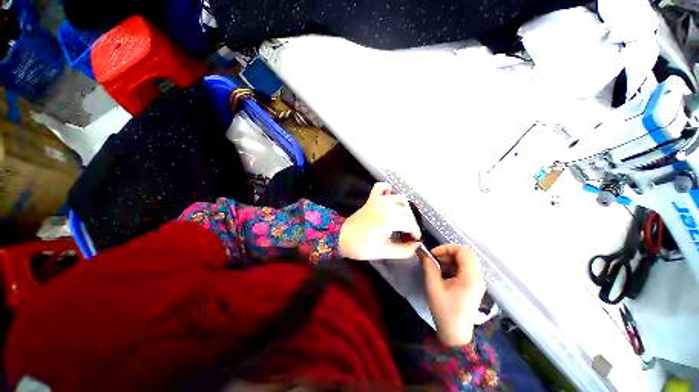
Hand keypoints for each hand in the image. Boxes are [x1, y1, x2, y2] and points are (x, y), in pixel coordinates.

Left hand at [339, 183, 420, 259]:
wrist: (342, 237)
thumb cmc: (362, 247)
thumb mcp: (384, 252)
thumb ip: (403, 250)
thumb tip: (416, 245)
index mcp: (389, 221)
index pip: (410, 223)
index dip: (416, 231)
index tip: (415, 239)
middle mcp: (385, 207)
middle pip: (407, 211)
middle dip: (411, 222)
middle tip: (408, 232)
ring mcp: (377, 201)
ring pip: (399, 198)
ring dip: (404, 207)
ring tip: (403, 218)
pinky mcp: (371, 199)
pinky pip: (380, 187)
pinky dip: (387, 189)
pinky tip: (390, 196)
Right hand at [419, 245, 485, 346]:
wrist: (455, 334)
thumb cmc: (444, 310)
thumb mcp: (433, 286)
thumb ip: (428, 266)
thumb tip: (422, 252)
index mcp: (471, 278)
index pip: (464, 251)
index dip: (447, 248)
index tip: (433, 254)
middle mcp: (477, 278)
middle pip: (466, 255)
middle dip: (448, 253)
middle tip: (435, 259)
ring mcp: (477, 282)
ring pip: (465, 261)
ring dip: (450, 260)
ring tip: (437, 267)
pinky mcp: (473, 286)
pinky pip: (464, 269)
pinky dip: (453, 267)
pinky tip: (443, 274)